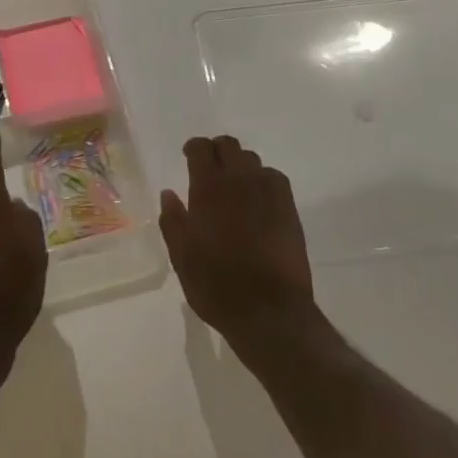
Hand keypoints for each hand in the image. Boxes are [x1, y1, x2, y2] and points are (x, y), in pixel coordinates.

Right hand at [159, 136, 316, 359]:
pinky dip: (263, 179)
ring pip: (253, 160)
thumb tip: (168, 194)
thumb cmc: (217, 285)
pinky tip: (258, 198)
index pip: (201, 149)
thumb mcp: (181, 257)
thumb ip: (172, 221)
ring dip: (240, 165)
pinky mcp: (289, 208)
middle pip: (229, 146)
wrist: (269, 311)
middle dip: (217, 150)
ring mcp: (268, 193)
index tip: (188, 157)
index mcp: (208, 189)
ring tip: (234, 185)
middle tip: (210, 168)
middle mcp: (239, 181)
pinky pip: (274, 178)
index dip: (193, 148)